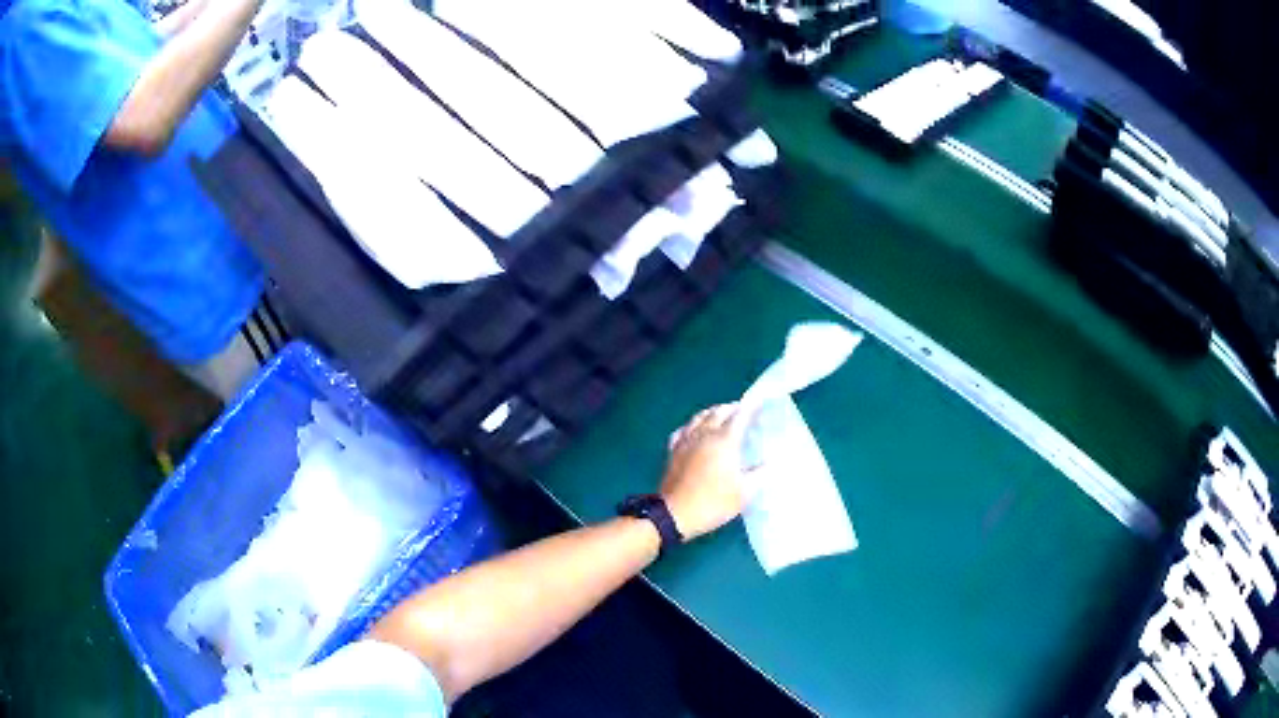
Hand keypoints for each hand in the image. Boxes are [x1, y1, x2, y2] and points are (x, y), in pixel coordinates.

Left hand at [660, 404, 750, 541]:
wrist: (674, 514)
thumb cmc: (713, 503)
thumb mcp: (744, 493)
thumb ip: (760, 474)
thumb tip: (773, 463)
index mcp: (724, 441)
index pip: (740, 416)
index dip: (751, 407)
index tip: (760, 402)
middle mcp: (704, 434)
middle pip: (719, 411)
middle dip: (732, 407)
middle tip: (743, 411)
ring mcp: (686, 441)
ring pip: (699, 417)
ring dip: (713, 412)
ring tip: (722, 415)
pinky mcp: (673, 450)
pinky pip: (684, 429)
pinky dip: (693, 424)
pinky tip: (695, 430)